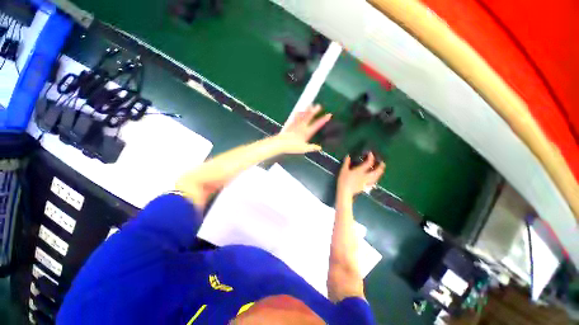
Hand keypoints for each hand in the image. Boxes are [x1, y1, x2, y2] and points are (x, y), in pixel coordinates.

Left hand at [275, 104, 331, 153]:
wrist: (281, 143)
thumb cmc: (292, 146)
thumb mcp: (304, 149)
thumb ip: (312, 147)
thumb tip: (319, 147)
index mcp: (306, 132)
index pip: (317, 125)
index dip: (323, 120)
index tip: (329, 115)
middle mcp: (302, 126)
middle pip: (309, 117)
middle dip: (314, 111)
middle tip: (318, 105)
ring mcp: (295, 124)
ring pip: (302, 116)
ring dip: (306, 110)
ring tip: (309, 104)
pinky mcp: (289, 125)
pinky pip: (294, 118)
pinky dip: (297, 114)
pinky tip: (297, 112)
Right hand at [337, 152, 385, 197]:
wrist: (345, 192)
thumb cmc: (343, 180)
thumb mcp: (343, 170)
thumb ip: (346, 162)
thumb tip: (348, 156)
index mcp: (360, 171)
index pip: (369, 163)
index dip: (371, 157)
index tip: (370, 154)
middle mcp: (366, 176)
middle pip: (377, 171)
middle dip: (381, 166)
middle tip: (382, 163)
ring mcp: (367, 182)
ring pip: (377, 177)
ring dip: (380, 172)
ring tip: (381, 170)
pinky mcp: (366, 187)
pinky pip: (374, 182)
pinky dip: (376, 179)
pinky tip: (375, 179)